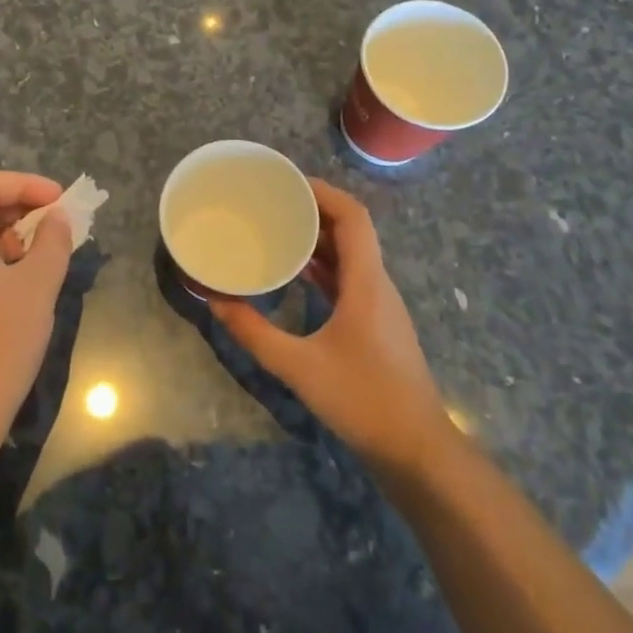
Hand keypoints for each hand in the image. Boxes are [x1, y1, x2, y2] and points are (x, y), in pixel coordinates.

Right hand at [212, 179, 448, 480]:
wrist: (418, 451)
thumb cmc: (364, 400)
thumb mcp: (299, 367)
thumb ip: (254, 333)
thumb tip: (215, 301)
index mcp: (366, 282)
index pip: (353, 217)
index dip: (323, 192)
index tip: (287, 182)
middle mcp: (376, 284)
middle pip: (351, 230)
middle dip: (314, 210)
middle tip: (272, 202)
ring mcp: (379, 305)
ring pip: (350, 255)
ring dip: (318, 238)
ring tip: (278, 229)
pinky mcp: (376, 325)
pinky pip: (349, 279)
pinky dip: (323, 267)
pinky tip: (295, 273)